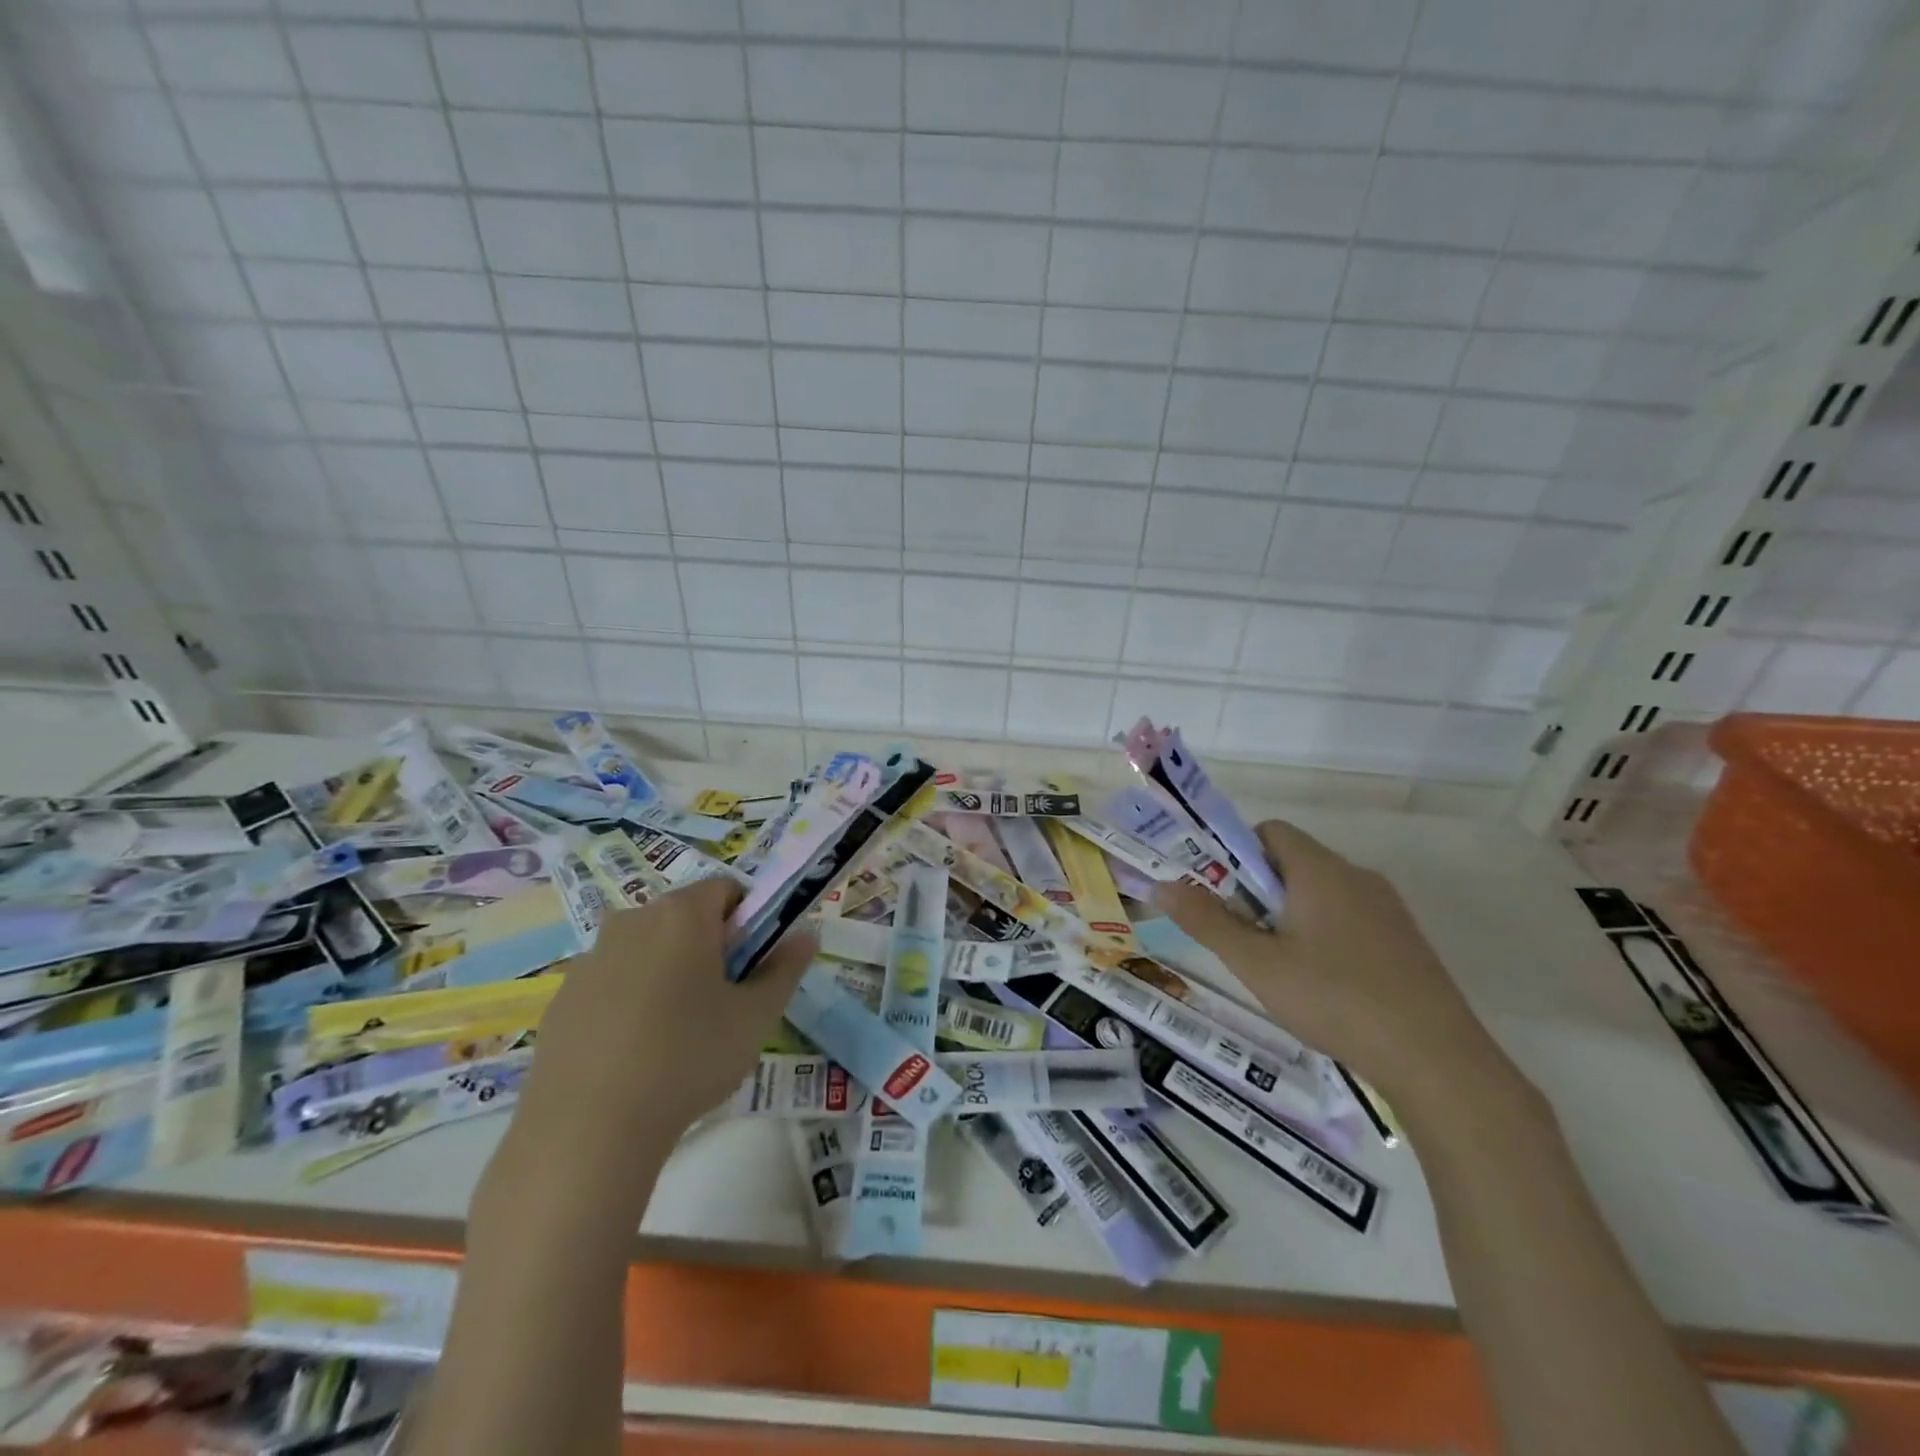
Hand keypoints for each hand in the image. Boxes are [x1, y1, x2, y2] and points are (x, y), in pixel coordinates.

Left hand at [515, 879, 813, 1170]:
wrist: (586, 1130)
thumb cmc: (687, 1058)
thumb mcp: (755, 1016)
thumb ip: (785, 967)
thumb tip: (806, 933)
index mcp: (681, 914)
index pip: (726, 889)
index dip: (749, 920)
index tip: (752, 964)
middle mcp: (632, 919)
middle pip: (684, 916)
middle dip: (710, 946)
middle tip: (723, 1001)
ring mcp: (590, 957)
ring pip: (647, 948)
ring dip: (669, 971)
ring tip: (677, 1033)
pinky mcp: (562, 997)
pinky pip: (612, 980)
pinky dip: (631, 999)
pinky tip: (635, 1052)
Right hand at [1154, 819, 1510, 1108]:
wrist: (1438, 1060)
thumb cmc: (1335, 999)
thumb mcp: (1257, 964)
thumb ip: (1206, 921)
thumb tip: (1162, 886)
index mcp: (1320, 870)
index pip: (1269, 832)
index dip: (1237, 855)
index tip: (1223, 898)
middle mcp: (1356, 876)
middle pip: (1293, 863)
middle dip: (1259, 892)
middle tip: (1244, 939)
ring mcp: (1388, 909)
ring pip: (1321, 893)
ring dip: (1290, 916)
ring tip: (1279, 968)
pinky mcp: (1406, 941)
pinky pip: (1350, 918)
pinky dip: (1324, 935)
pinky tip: (1323, 986)